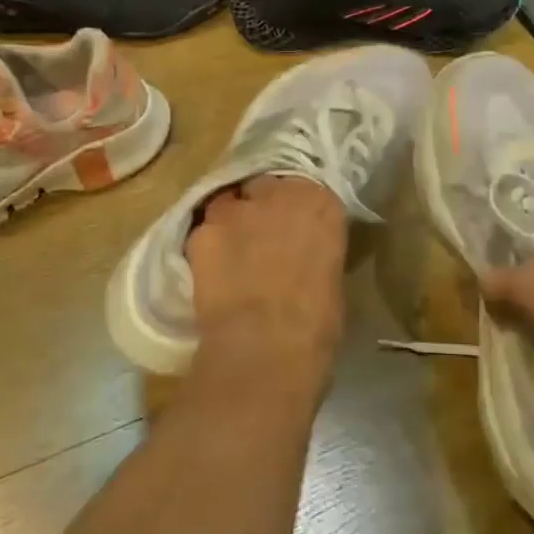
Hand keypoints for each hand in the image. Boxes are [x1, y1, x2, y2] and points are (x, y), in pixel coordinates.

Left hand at [186, 175, 348, 394]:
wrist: (265, 347)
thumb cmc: (316, 324)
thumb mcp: (331, 279)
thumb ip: (315, 252)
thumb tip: (303, 259)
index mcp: (320, 203)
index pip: (307, 191)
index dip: (296, 211)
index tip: (294, 230)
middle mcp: (278, 192)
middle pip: (264, 186)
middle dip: (262, 205)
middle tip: (261, 237)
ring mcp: (236, 209)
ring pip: (229, 203)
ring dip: (231, 221)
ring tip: (230, 252)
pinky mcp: (202, 231)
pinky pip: (203, 231)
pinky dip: (207, 246)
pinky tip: (209, 270)